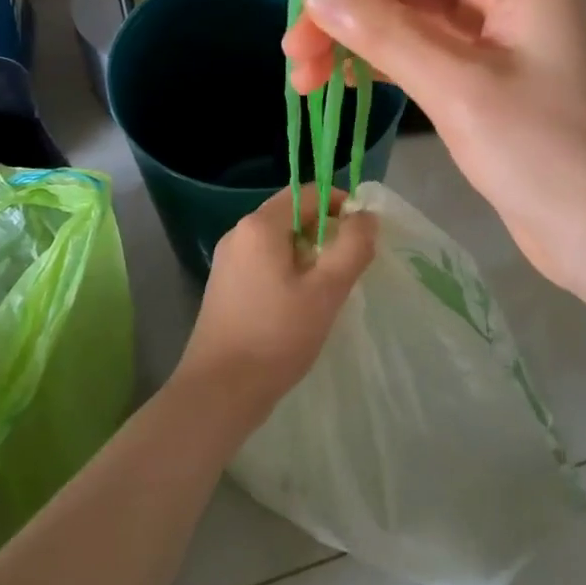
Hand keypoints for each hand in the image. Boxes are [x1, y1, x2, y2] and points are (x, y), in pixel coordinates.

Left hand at [173, 186, 376, 426]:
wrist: (219, 391)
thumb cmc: (276, 336)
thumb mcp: (326, 290)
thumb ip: (352, 246)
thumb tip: (366, 216)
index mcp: (260, 226)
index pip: (308, 193)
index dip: (340, 205)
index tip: (362, 237)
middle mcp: (239, 233)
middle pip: (292, 214)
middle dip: (326, 233)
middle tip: (348, 268)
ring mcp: (228, 261)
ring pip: (279, 241)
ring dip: (309, 255)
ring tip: (327, 290)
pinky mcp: (225, 286)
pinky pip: (265, 262)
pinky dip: (288, 271)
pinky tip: (299, 305)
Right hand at [283, 0, 585, 301]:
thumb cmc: (549, 157)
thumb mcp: (461, 89)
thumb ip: (386, 33)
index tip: (294, 4)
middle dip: (346, 6)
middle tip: (293, 56)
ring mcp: (497, 36)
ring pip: (409, 15)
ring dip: (356, 37)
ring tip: (304, 78)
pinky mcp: (487, 77)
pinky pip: (423, 50)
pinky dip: (381, 61)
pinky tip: (342, 80)